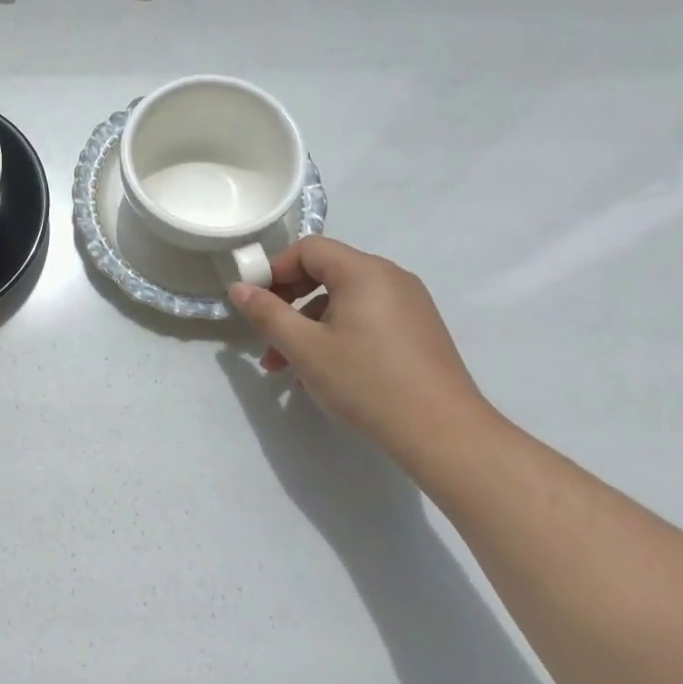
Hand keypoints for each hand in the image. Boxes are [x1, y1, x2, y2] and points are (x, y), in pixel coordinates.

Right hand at [229, 236, 487, 450]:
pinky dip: (338, 335)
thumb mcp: (305, 348)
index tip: (255, 303)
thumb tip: (238, 287)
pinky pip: (366, 319)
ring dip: (309, 326)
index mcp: (364, 271)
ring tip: (286, 369)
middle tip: (266, 336)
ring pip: (344, 301)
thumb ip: (267, 313)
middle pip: (326, 273)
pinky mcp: (419, 331)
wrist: (444, 434)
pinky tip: (323, 374)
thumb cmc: (367, 382)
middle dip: (289, 303)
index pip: (309, 249)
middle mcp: (390, 278)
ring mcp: (409, 305)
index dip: (275, 270)